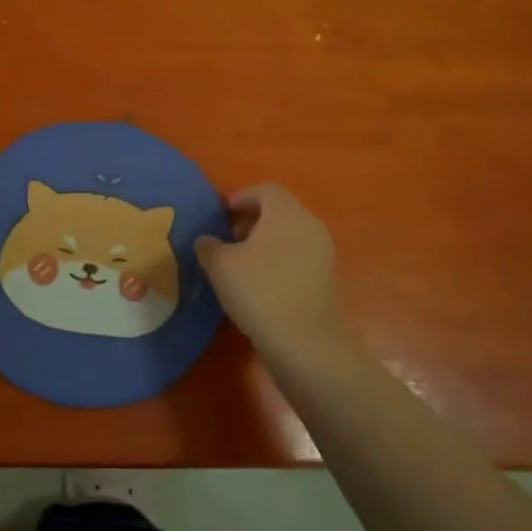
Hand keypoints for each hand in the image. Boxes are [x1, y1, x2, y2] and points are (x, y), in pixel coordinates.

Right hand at [195, 184, 346, 358]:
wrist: (303, 340)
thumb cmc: (258, 290)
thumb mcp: (220, 265)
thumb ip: (208, 246)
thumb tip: (206, 241)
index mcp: (286, 212)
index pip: (265, 190)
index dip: (241, 197)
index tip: (221, 213)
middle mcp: (309, 225)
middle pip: (279, 211)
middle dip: (251, 220)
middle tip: (227, 237)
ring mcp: (321, 252)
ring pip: (289, 235)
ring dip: (264, 242)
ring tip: (239, 262)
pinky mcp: (324, 278)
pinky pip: (297, 256)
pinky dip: (277, 260)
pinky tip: (258, 283)